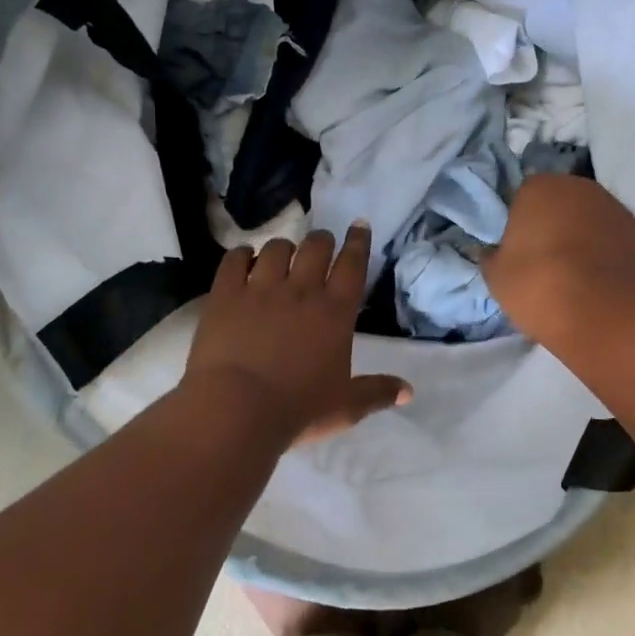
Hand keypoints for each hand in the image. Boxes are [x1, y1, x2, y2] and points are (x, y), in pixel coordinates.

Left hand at [183, 223, 411, 444]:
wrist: (236, 410)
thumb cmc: (298, 409)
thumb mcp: (346, 407)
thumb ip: (377, 392)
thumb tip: (408, 391)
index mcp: (335, 312)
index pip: (352, 264)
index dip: (358, 242)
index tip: (359, 225)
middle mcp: (301, 290)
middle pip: (315, 247)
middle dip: (321, 240)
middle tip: (320, 246)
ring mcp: (260, 288)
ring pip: (275, 248)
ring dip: (283, 247)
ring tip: (281, 255)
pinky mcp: (225, 295)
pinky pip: (233, 260)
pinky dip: (241, 255)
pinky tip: (243, 260)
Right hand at [483, 174, 634, 346]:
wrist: (608, 315)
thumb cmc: (540, 286)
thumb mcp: (496, 277)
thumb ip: (491, 256)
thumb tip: (491, 251)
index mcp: (540, 187)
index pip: (522, 195)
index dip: (518, 222)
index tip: (516, 249)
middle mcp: (580, 187)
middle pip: (559, 202)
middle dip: (552, 224)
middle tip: (543, 261)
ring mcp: (616, 208)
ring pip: (589, 219)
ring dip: (581, 238)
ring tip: (574, 276)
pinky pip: (612, 239)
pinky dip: (605, 254)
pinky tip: (598, 283)